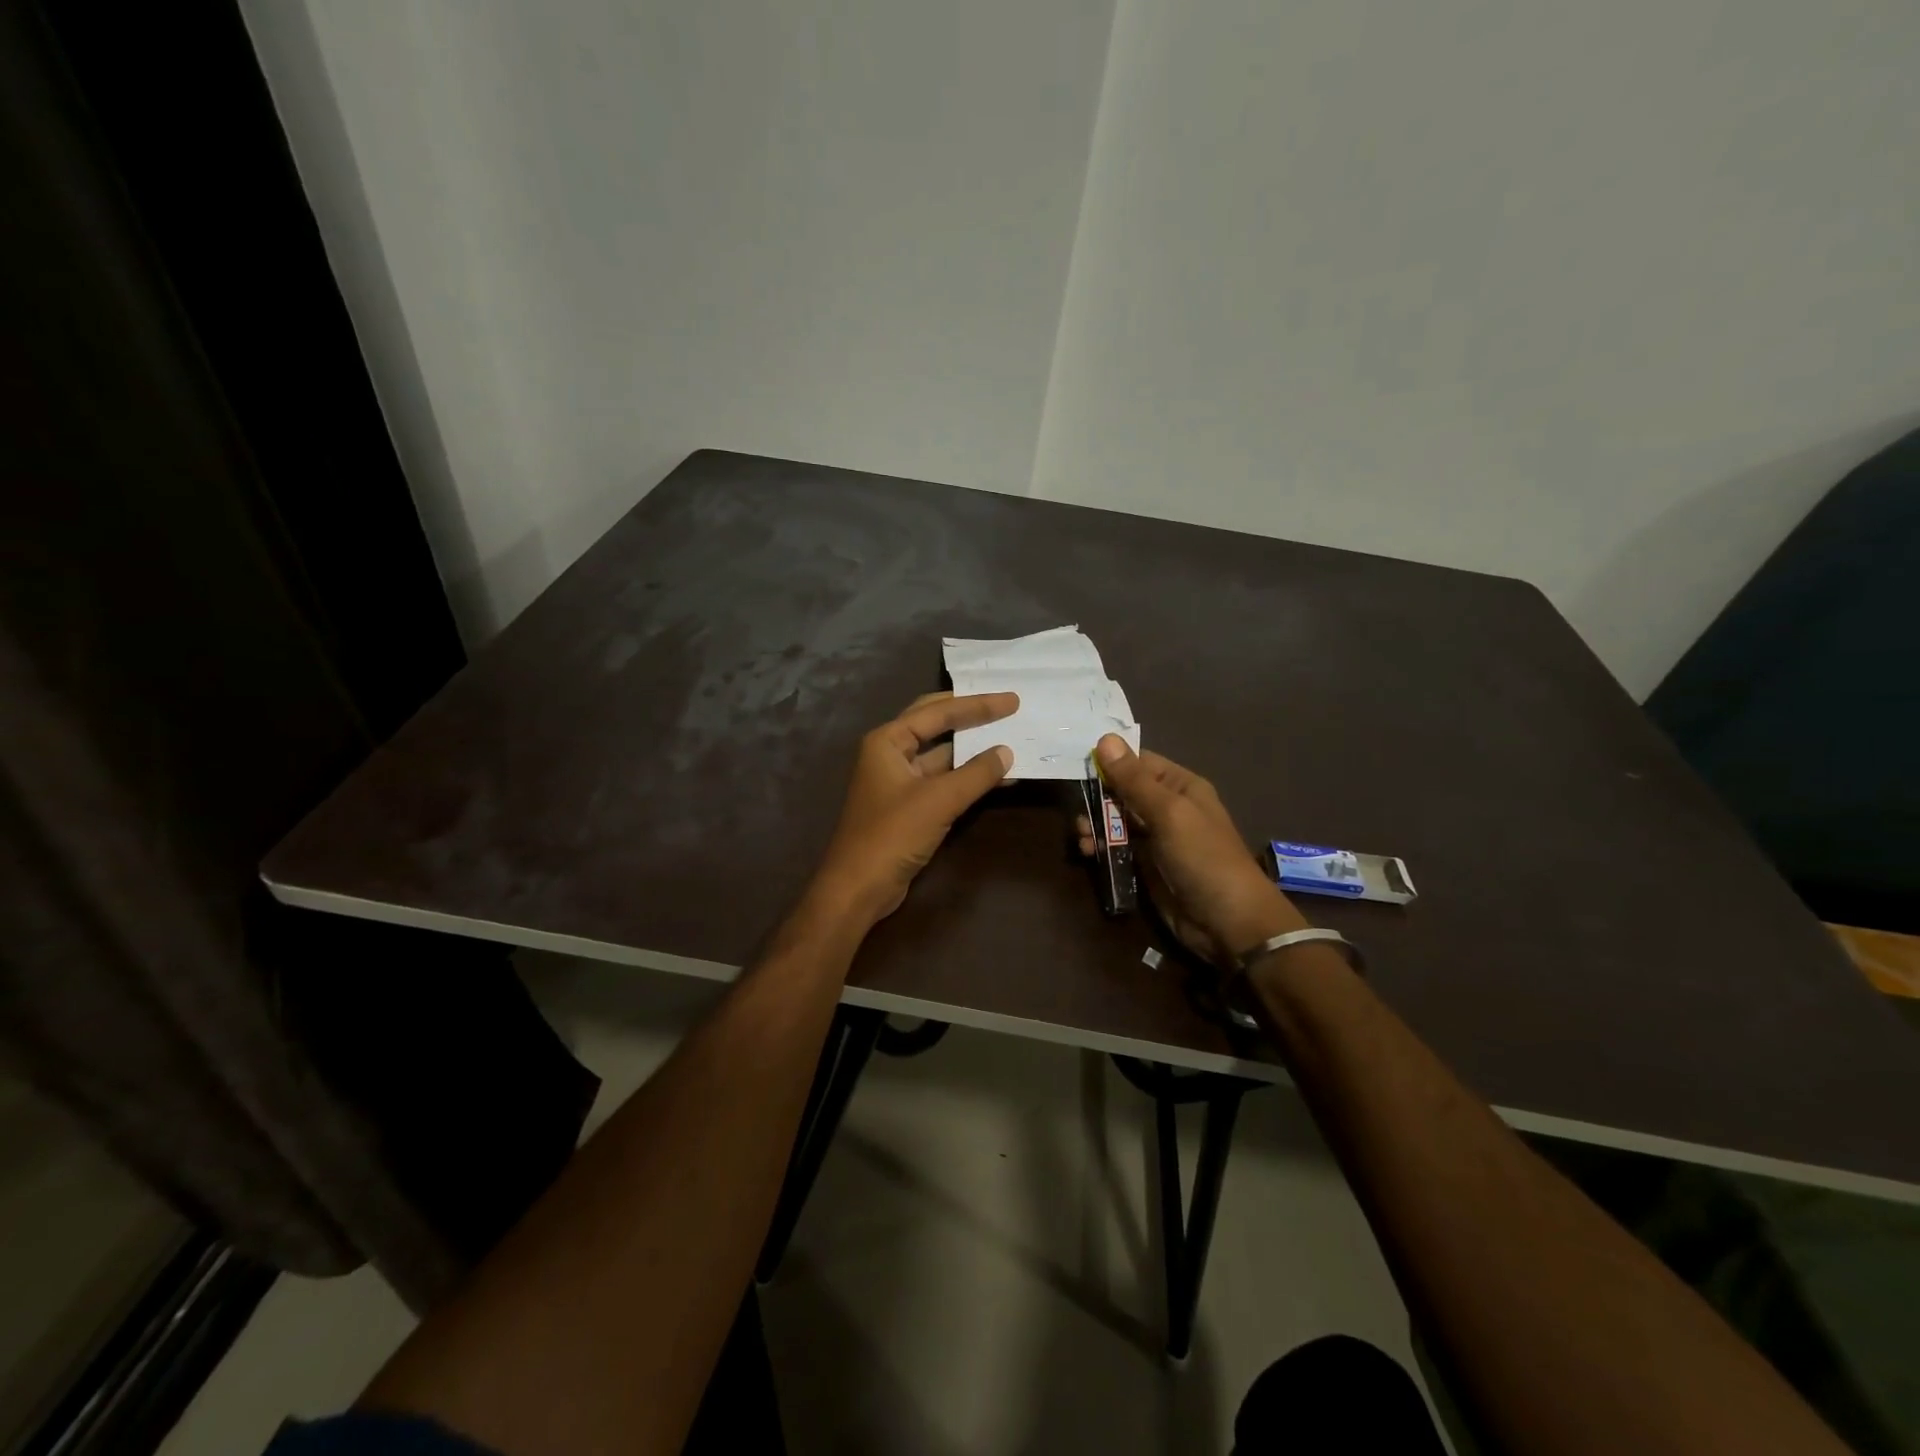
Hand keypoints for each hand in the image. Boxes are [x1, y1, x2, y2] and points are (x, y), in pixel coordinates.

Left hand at [812, 692, 1018, 922]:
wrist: (859, 888)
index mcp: (887, 741)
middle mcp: (890, 754)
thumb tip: (1007, 752)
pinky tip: (998, 777)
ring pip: (942, 755)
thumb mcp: (938, 800)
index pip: (937, 711)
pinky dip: (968, 776)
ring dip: (973, 749)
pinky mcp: (909, 806)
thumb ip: (976, 773)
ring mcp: (899, 781)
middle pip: (936, 725)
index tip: (1012, 700)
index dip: (977, 704)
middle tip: (1008, 708)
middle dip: (972, 717)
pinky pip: (943, 781)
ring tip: (1011, 739)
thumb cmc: (892, 835)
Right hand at [1079, 735, 1305, 963]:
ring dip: (1095, 824)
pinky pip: (1117, 847)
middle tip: (1078, 810)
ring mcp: (1156, 838)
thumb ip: (1133, 780)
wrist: (1227, 922)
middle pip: (1122, 791)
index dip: (1109, 763)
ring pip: (1115, 820)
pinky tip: (1088, 852)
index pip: (1138, 763)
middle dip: (1097, 798)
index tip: (1078, 766)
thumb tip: (1105, 739)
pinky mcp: (1145, 866)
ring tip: (1082, 836)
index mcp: (1180, 786)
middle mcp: (1168, 808)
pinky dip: (1100, 846)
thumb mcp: (1168, 813)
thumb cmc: (1202, 857)